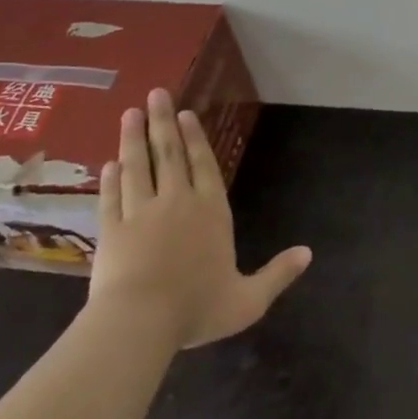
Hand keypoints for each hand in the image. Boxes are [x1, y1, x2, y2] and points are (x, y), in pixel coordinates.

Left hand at [87, 87, 310, 349]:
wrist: (138, 324)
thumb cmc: (196, 309)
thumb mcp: (247, 300)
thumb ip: (277, 275)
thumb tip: (309, 254)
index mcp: (211, 212)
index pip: (203, 165)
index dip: (195, 138)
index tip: (185, 114)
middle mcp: (177, 202)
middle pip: (169, 155)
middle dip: (163, 123)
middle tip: (156, 94)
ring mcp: (141, 214)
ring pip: (137, 168)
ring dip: (133, 139)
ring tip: (130, 112)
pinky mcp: (111, 232)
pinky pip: (112, 198)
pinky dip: (110, 180)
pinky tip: (109, 164)